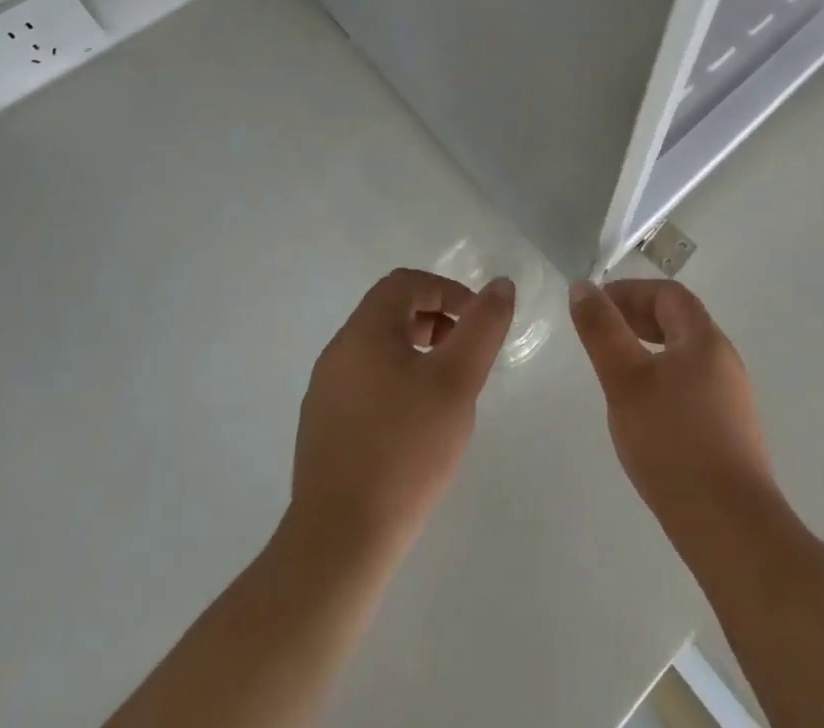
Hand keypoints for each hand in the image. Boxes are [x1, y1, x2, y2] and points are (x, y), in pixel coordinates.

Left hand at [291, 268, 513, 557]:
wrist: (339, 542)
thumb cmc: (405, 450)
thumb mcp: (457, 382)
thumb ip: (482, 327)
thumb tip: (500, 285)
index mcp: (364, 331)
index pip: (406, 283)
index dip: (448, 291)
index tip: (476, 325)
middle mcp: (338, 352)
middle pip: (390, 311)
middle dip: (435, 320)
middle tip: (465, 355)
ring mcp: (325, 392)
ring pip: (378, 348)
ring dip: (418, 352)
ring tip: (447, 391)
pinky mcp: (323, 428)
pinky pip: (366, 382)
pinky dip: (398, 381)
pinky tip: (417, 425)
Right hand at [569, 279, 777, 530]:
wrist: (731, 527)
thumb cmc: (673, 442)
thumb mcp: (626, 380)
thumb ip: (602, 331)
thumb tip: (583, 287)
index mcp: (705, 339)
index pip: (668, 294)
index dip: (631, 291)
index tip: (597, 305)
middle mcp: (724, 360)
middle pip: (680, 322)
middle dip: (638, 319)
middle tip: (602, 334)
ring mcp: (732, 399)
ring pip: (685, 357)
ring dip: (649, 351)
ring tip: (617, 373)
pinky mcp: (731, 433)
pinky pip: (692, 387)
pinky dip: (663, 381)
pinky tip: (644, 414)